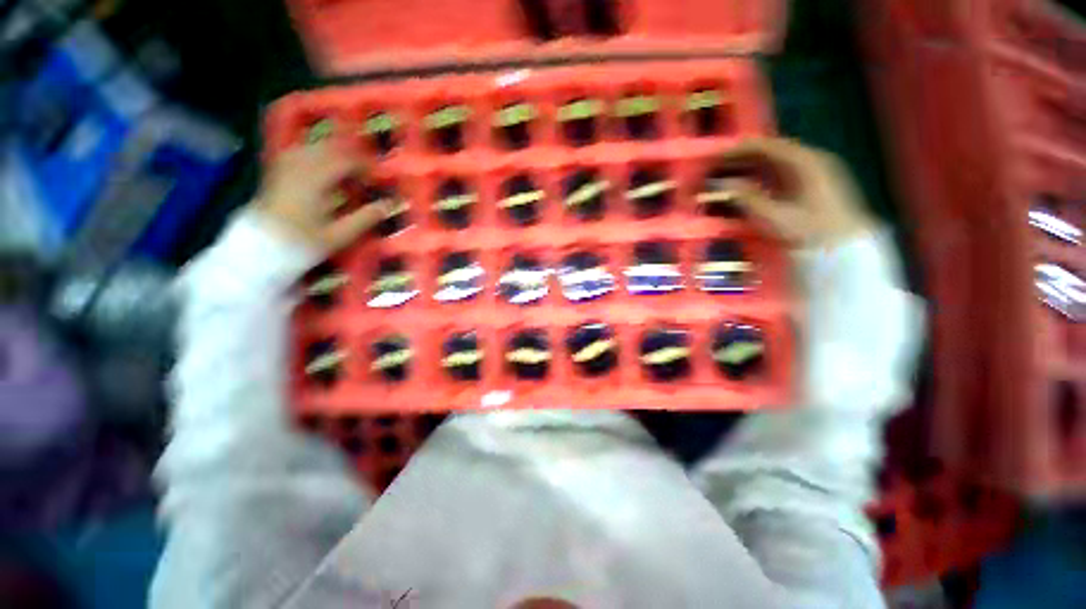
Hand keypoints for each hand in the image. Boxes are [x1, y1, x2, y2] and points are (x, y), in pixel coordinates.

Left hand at [253, 143, 389, 253]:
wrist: (260, 247)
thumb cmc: (303, 244)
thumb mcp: (340, 235)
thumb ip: (366, 217)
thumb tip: (391, 204)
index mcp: (315, 180)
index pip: (346, 160)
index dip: (367, 165)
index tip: (379, 178)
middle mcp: (299, 166)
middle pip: (331, 147)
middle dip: (353, 157)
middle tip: (367, 174)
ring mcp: (286, 165)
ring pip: (316, 146)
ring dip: (336, 154)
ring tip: (350, 171)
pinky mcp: (278, 169)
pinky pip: (302, 151)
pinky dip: (319, 155)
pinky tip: (326, 168)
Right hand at [717, 138, 875, 246]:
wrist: (845, 246)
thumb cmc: (809, 231)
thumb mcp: (774, 216)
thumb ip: (746, 197)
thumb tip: (720, 183)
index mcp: (805, 161)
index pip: (767, 146)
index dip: (739, 149)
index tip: (716, 156)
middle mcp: (812, 159)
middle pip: (772, 151)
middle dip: (743, 158)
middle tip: (718, 167)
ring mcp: (816, 169)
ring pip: (778, 161)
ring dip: (752, 166)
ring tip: (728, 175)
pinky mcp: (815, 182)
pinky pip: (784, 171)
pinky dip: (763, 175)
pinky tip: (749, 184)